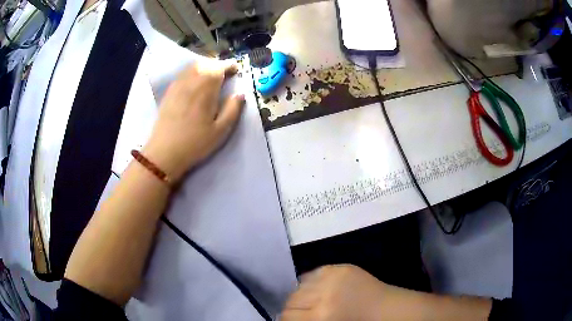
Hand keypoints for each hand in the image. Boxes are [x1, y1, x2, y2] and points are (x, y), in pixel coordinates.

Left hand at [142, 60, 244, 182]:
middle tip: (225, 73)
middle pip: (206, 64)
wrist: (164, 152)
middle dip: (217, 65)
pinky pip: (183, 74)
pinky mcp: (169, 92)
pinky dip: (192, 72)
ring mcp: (178, 86)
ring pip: (193, 67)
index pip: (219, 68)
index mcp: (206, 89)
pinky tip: (194, 83)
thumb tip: (240, 94)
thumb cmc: (195, 143)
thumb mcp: (220, 131)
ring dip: (205, 67)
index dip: (229, 66)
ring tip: (210, 76)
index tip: (236, 70)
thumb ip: (233, 110)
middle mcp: (191, 82)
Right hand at [282, 265, 418, 320]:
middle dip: (294, 308)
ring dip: (303, 295)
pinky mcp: (341, 267)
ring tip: (313, 301)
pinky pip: (314, 274)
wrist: (385, 310)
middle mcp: (324, 294)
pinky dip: (313, 283)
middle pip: (291, 299)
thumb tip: (285, 317)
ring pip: (301, 285)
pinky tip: (322, 290)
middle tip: (302, 312)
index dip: (287, 319)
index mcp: (321, 316)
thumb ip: (304, 320)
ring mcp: (333, 276)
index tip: (291, 319)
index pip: (287, 315)